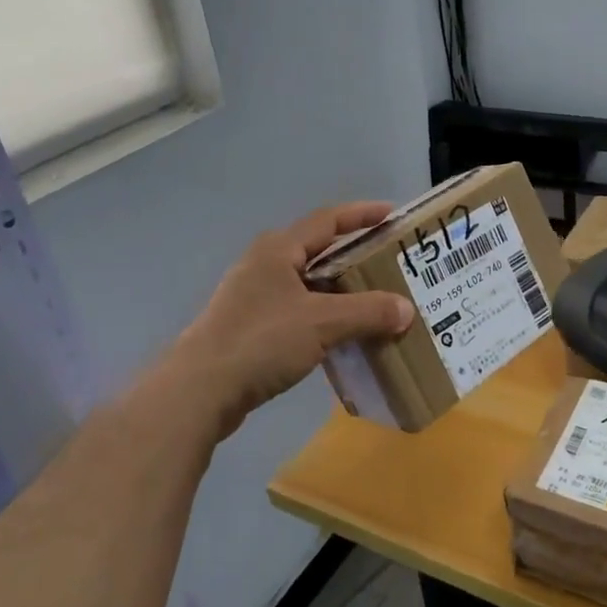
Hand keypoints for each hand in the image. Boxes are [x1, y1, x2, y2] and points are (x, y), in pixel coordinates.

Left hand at [163, 203, 415, 442]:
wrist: (200, 391)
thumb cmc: (261, 341)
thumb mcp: (322, 323)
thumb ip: (368, 312)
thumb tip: (406, 309)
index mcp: (278, 249)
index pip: (327, 220)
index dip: (361, 215)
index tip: (392, 215)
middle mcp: (264, 265)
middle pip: (318, 251)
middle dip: (354, 256)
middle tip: (389, 263)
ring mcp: (253, 297)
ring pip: (308, 284)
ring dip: (340, 290)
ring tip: (374, 301)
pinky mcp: (250, 328)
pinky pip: (298, 311)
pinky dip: (324, 316)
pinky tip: (343, 335)